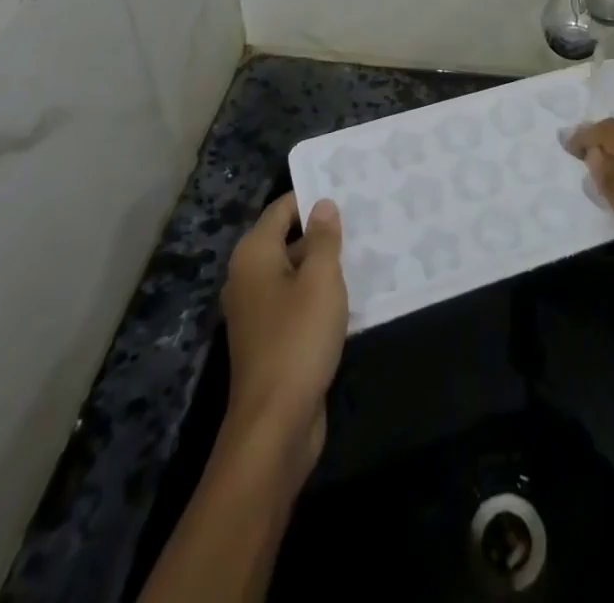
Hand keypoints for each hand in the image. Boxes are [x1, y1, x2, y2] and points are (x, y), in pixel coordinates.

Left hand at [220, 194, 348, 480]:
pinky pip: (296, 302)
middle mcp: (248, 277)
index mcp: (254, 255)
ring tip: (365, 249)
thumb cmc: (298, 339)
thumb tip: (322, 204)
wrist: (275, 425)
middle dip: (322, 231)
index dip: (311, 197)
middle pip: (286, 239)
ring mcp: (257, 311)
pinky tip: (352, 294)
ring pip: (294, 272)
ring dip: (324, 264)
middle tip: (363, 217)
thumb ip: (323, 239)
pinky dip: (319, 294)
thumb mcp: (320, 280)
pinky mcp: (270, 339)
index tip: (347, 189)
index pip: (282, 209)